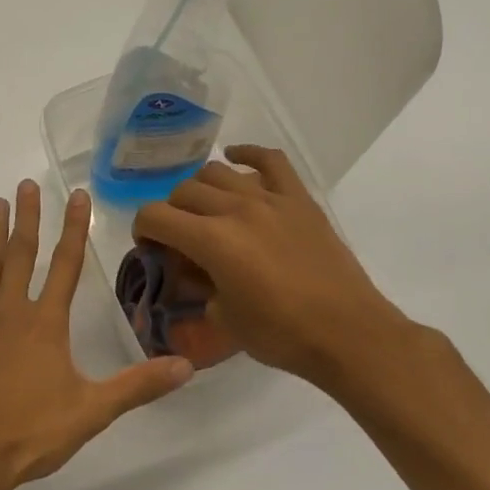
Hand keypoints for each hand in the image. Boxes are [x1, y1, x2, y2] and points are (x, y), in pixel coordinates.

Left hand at [0, 180, 194, 489]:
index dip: (73, 229)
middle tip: (25, 185)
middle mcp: (9, 313)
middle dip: (27, 219)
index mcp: (45, 324)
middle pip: (21, 256)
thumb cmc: (30, 434)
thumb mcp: (92, 412)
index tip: (77, 195)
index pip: (66, 266)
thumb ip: (138, 386)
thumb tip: (187, 366)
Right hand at [133, 146, 414, 391]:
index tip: (150, 247)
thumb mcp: (222, 319)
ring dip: (201, 188)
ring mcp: (270, 199)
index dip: (142, 230)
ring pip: (218, 172)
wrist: (347, 333)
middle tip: (179, 238)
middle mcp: (236, 209)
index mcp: (212, 240)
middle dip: (171, 213)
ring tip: (206, 209)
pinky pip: (270, 160)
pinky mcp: (299, 200)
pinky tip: (236, 160)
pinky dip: (247, 154)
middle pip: (184, 191)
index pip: (155, 216)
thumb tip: (194, 271)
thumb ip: (199, 286)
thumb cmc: (281, 334)